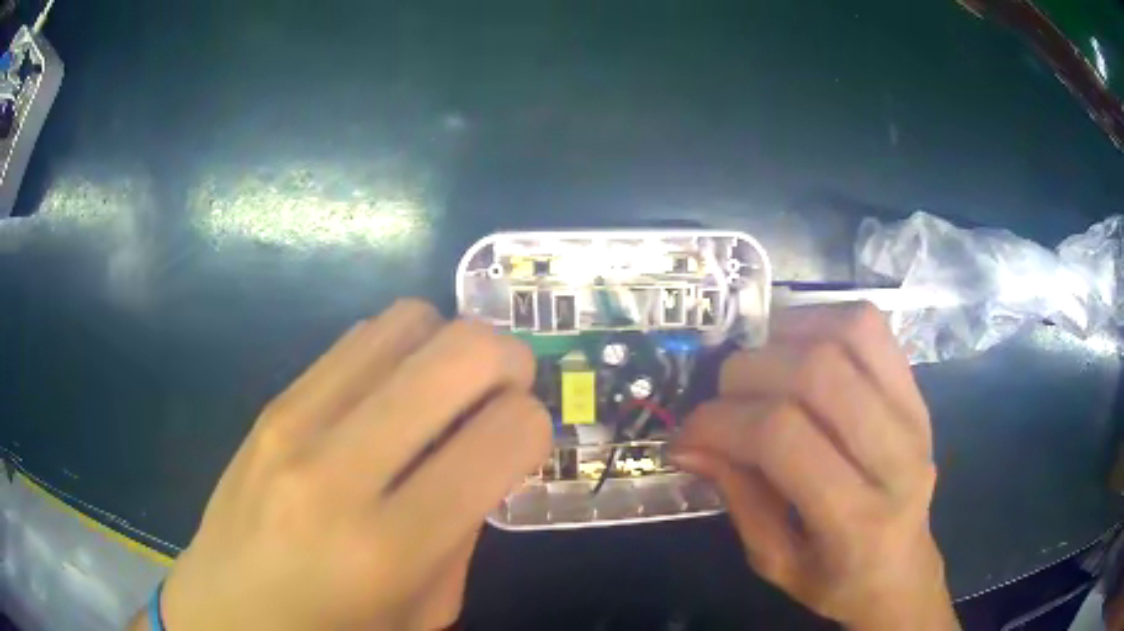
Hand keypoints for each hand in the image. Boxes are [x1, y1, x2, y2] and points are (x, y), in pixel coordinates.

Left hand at [148, 300, 550, 630]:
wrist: (227, 610)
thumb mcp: (426, 611)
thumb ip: (464, 531)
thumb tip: (488, 450)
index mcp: (392, 547)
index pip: (505, 435)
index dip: (534, 427)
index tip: (525, 442)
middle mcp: (340, 471)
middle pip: (460, 354)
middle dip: (508, 359)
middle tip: (509, 388)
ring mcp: (295, 423)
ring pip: (408, 321)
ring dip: (450, 343)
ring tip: (448, 385)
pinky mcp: (272, 402)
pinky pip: (358, 336)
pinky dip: (399, 347)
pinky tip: (393, 389)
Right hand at [671, 303, 957, 630]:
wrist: (902, 569)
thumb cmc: (835, 579)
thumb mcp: (773, 561)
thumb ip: (736, 496)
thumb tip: (688, 442)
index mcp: (857, 520)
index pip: (783, 436)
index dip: (720, 422)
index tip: (686, 434)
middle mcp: (896, 456)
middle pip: (817, 374)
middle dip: (746, 375)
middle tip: (721, 402)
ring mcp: (914, 413)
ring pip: (848, 335)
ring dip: (785, 337)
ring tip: (758, 367)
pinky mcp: (916, 391)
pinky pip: (871, 327)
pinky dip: (822, 320)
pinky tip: (795, 347)